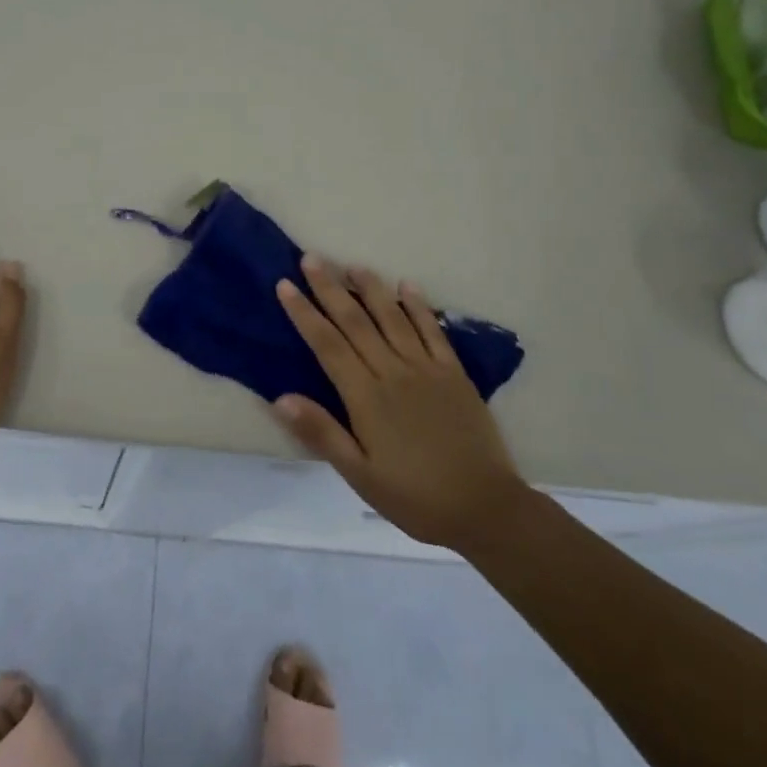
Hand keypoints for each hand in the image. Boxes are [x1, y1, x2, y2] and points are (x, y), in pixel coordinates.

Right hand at [273, 254, 528, 550]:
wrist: (485, 508)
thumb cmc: (415, 497)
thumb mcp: (360, 475)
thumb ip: (322, 433)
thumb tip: (281, 398)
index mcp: (366, 397)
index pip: (327, 345)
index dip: (304, 313)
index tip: (285, 285)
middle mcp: (393, 372)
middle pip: (355, 322)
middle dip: (330, 288)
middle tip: (312, 258)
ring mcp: (426, 368)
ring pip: (392, 317)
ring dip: (371, 288)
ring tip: (353, 264)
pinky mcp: (454, 373)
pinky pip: (433, 331)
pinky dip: (419, 307)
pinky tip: (407, 286)